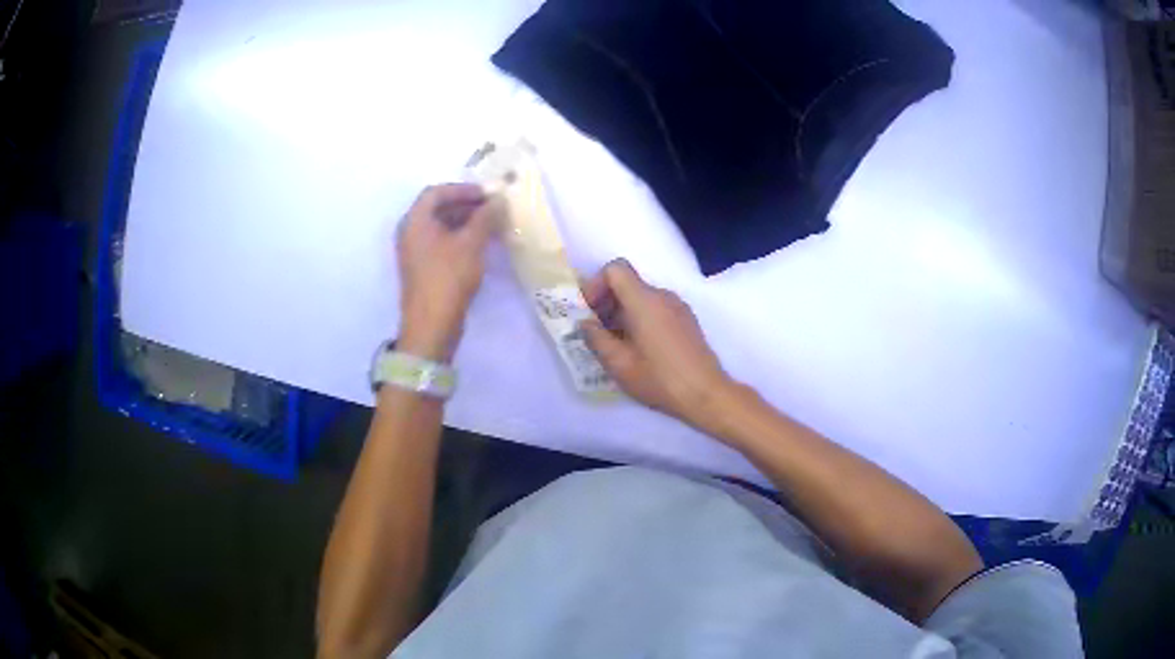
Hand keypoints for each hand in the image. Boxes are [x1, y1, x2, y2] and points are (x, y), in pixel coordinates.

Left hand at [396, 183, 495, 360]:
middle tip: (494, 210)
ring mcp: (416, 252)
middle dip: (467, 206)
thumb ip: (486, 218)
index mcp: (415, 221)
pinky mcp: (424, 269)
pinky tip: (482, 245)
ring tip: (493, 227)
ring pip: (442, 227)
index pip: (436, 192)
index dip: (463, 189)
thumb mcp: (470, 244)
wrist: (431, 326)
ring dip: (467, 223)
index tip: (487, 195)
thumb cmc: (448, 278)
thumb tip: (499, 200)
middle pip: (438, 208)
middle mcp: (411, 233)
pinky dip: (461, 239)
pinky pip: (443, 244)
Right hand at [580, 259, 736, 430]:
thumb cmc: (659, 379)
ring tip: (616, 345)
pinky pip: (657, 308)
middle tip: (597, 332)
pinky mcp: (686, 320)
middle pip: (628, 283)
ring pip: (642, 297)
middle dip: (607, 302)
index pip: (615, 269)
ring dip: (623, 313)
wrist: (706, 394)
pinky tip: (639, 349)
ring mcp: (678, 307)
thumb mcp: (618, 364)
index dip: (596, 284)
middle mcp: (663, 296)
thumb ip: (596, 338)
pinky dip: (640, 319)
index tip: (589, 311)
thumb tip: (585, 323)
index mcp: (644, 300)